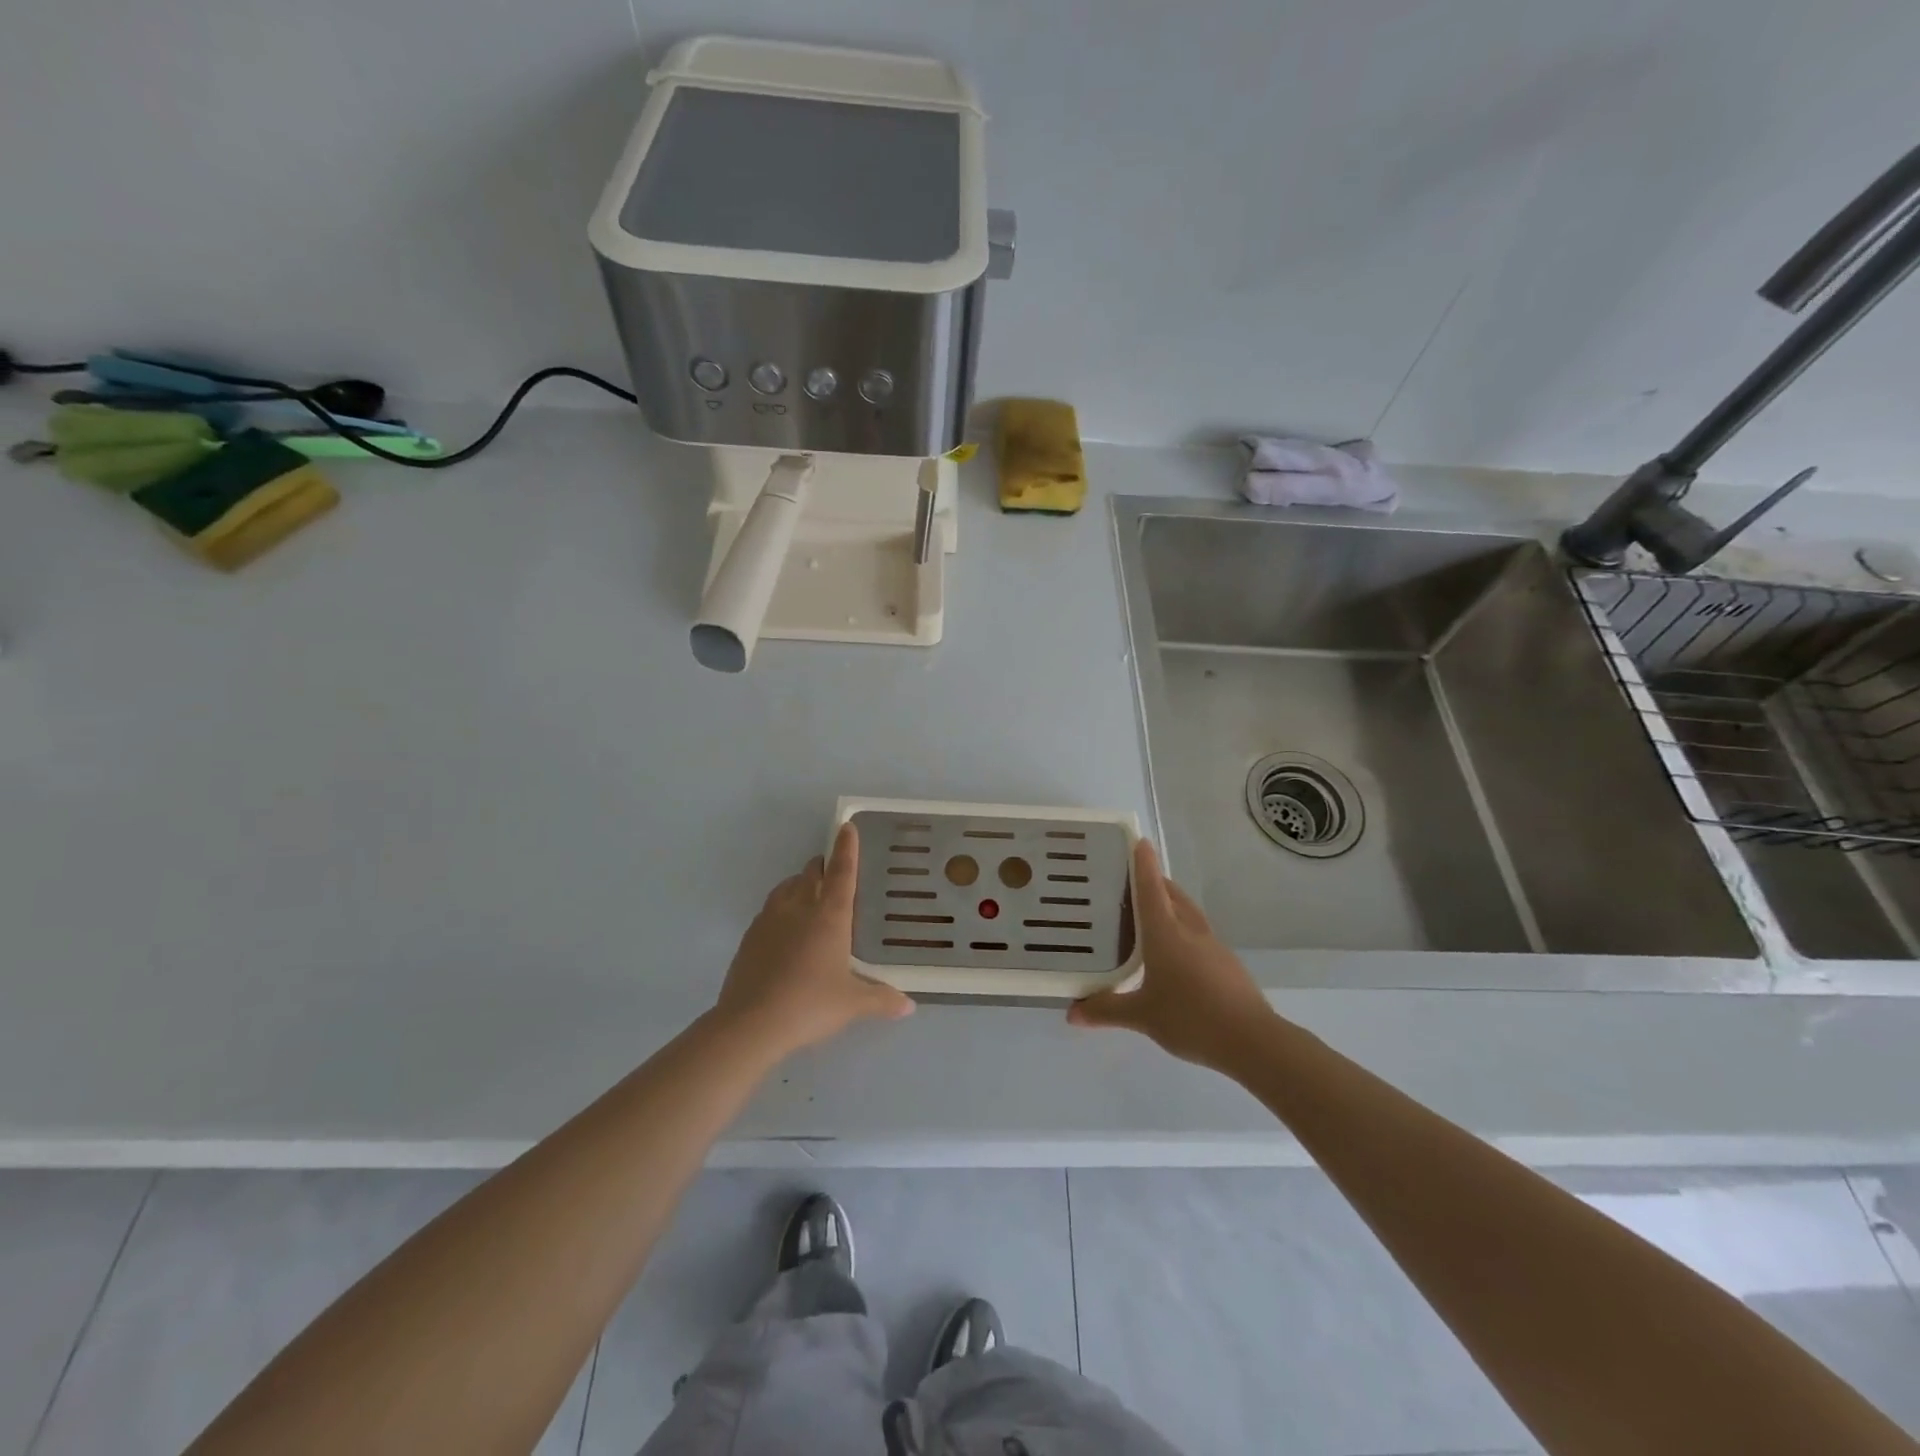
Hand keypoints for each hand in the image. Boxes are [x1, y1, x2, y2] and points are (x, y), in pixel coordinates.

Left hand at [714, 823, 914, 1059]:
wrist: (751, 1023)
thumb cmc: (810, 1004)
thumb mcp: (852, 1004)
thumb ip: (882, 1000)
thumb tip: (909, 1006)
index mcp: (830, 916)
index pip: (842, 871)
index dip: (847, 848)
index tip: (846, 826)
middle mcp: (799, 908)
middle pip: (811, 873)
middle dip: (822, 865)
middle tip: (833, 870)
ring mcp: (770, 919)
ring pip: (787, 887)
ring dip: (800, 883)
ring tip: (808, 892)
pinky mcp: (749, 937)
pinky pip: (769, 909)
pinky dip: (781, 907)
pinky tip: (784, 928)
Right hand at [1068, 839, 1274, 1070]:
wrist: (1252, 1040)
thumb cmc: (1190, 1018)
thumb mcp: (1142, 1016)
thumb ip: (1107, 1010)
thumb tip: (1071, 1012)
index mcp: (1166, 933)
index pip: (1151, 887)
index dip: (1143, 863)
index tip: (1139, 841)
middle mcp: (1189, 930)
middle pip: (1172, 895)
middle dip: (1155, 882)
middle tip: (1131, 882)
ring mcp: (1212, 945)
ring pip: (1188, 913)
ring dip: (1171, 905)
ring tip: (1151, 914)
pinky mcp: (1227, 963)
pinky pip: (1199, 934)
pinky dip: (1183, 930)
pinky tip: (1175, 954)